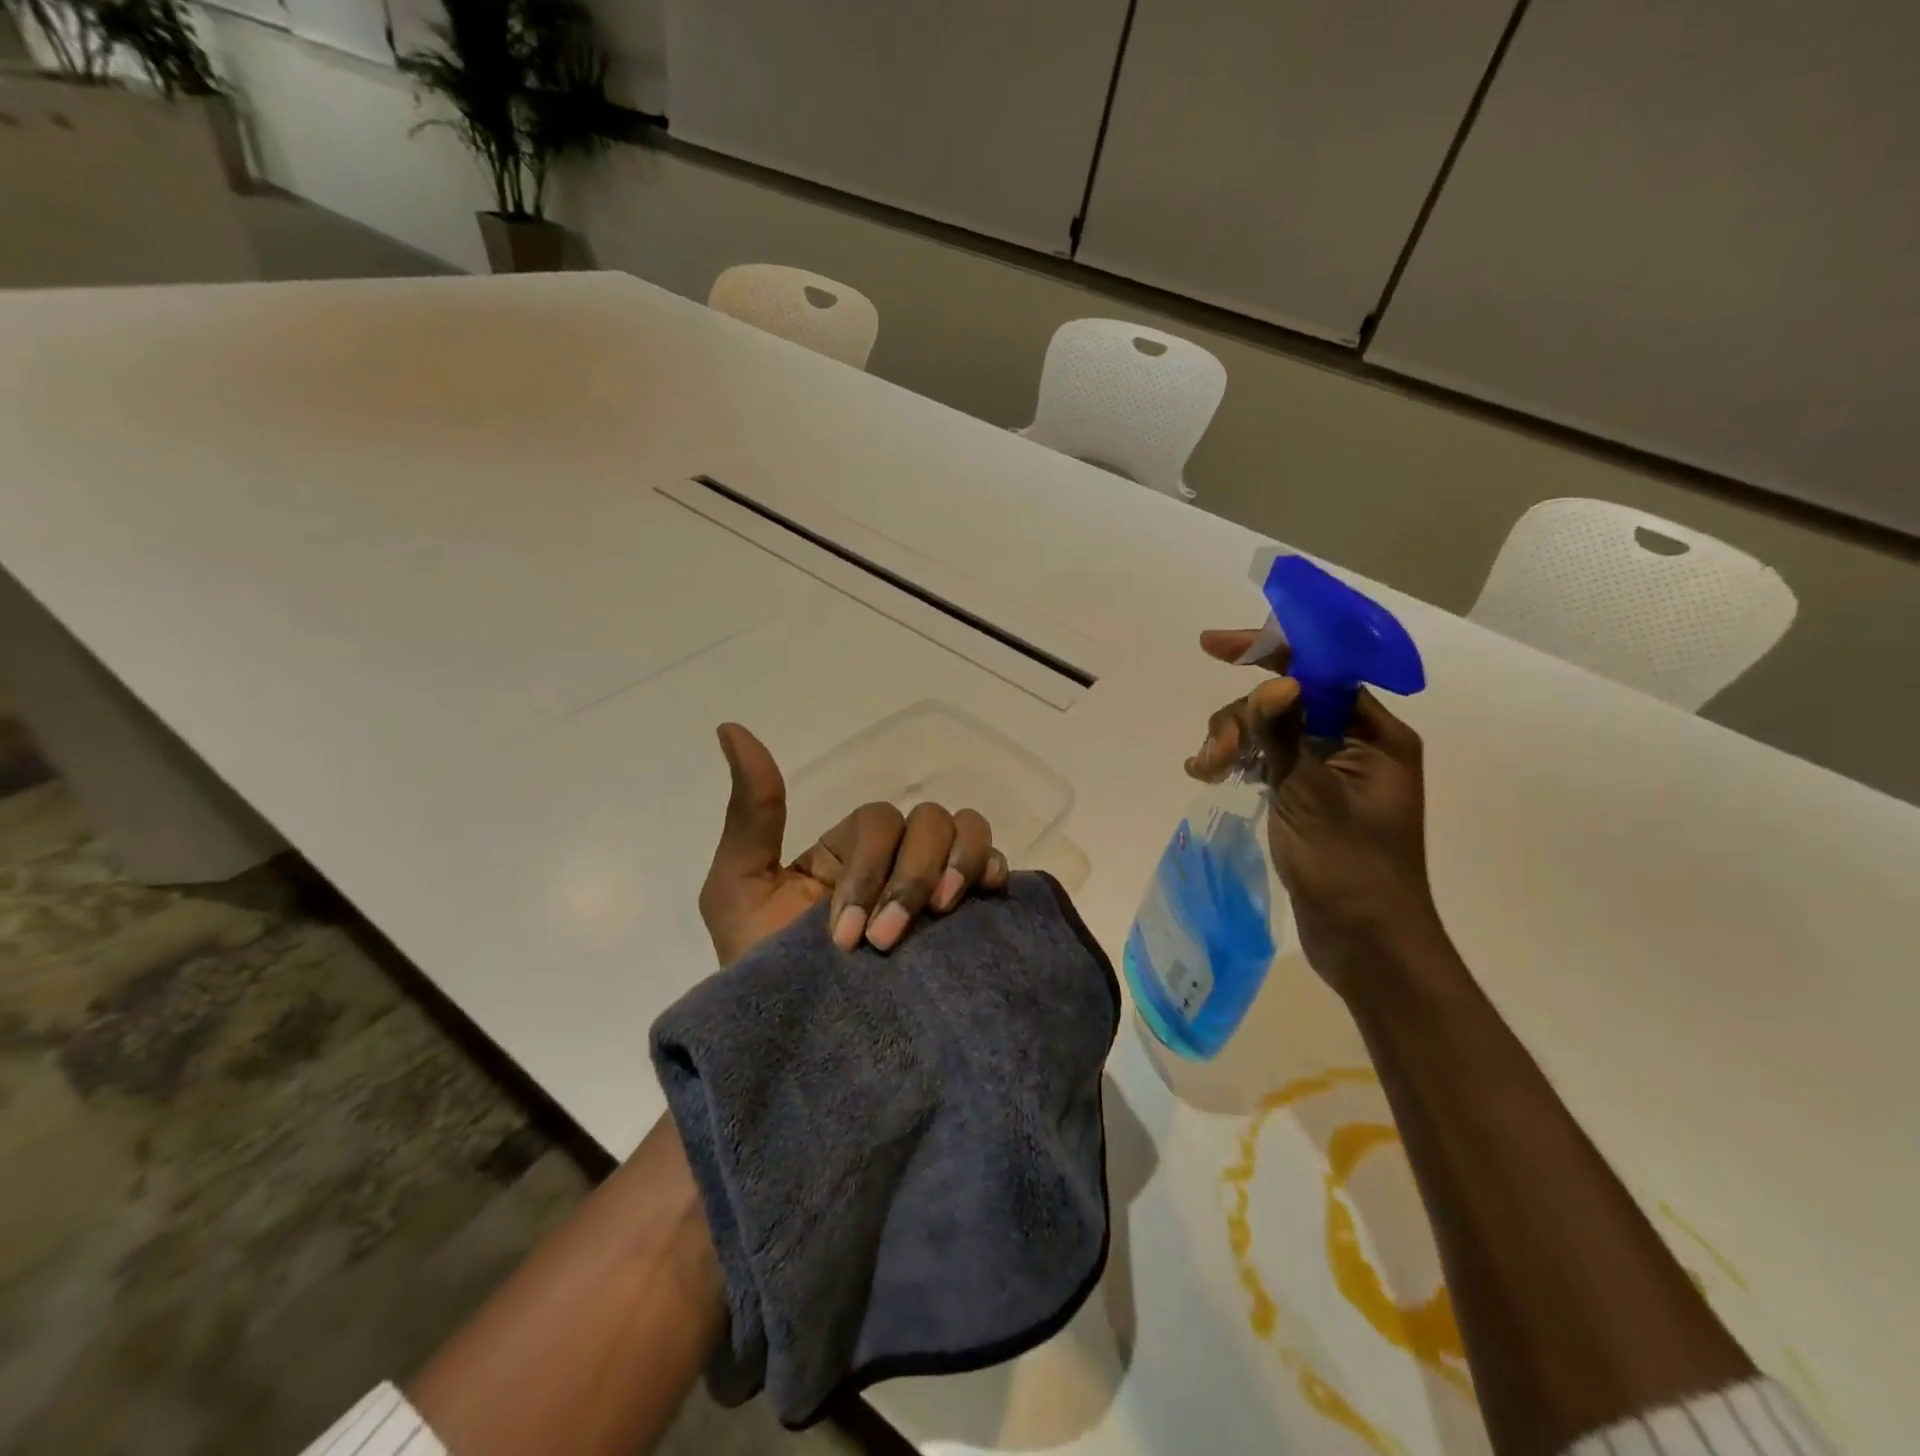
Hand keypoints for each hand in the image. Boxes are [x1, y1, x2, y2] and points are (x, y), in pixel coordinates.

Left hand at [697, 723, 1009, 964]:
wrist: (798, 1052)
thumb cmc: (762, 974)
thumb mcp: (739, 889)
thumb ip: (749, 814)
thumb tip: (732, 728)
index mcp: (849, 850)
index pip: (880, 820)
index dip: (869, 868)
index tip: (843, 939)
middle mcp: (897, 858)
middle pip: (930, 821)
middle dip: (909, 878)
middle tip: (886, 942)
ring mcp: (934, 886)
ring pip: (968, 831)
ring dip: (957, 866)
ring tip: (939, 916)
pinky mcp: (966, 920)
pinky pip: (996, 868)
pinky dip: (993, 870)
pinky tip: (983, 899)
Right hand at [1187, 629, 1439, 994]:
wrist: (1364, 941)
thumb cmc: (1350, 868)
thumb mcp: (1312, 796)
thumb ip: (1287, 734)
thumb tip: (1274, 679)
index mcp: (1375, 735)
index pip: (1320, 671)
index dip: (1268, 650)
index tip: (1212, 645)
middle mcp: (1354, 744)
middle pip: (1285, 700)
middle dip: (1242, 717)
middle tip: (1215, 756)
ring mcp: (1327, 770)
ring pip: (1268, 729)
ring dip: (1232, 741)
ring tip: (1206, 771)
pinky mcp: (1306, 794)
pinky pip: (1266, 758)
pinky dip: (1237, 761)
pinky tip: (1208, 774)